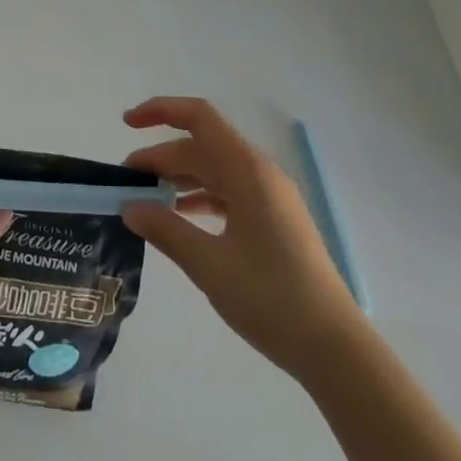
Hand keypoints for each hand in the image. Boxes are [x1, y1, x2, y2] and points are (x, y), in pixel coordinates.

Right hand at [122, 97, 359, 379]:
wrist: (335, 349)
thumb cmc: (272, 300)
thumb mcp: (210, 265)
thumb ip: (166, 230)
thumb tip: (129, 207)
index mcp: (248, 171)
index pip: (200, 118)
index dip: (161, 111)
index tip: (127, 124)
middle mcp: (260, 174)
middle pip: (202, 147)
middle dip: (161, 157)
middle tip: (126, 183)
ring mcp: (270, 197)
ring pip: (215, 171)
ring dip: (179, 178)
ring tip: (145, 200)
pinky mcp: (274, 220)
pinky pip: (229, 193)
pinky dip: (200, 197)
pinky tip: (180, 217)